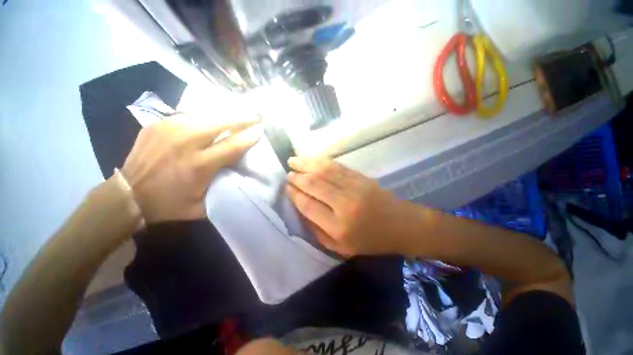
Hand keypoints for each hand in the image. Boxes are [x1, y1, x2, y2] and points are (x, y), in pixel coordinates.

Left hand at [122, 116, 262, 222]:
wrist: (127, 196)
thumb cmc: (170, 205)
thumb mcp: (203, 206)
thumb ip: (223, 188)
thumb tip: (240, 172)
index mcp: (198, 166)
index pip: (232, 145)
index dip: (249, 136)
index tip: (261, 129)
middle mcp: (185, 143)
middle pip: (220, 122)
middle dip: (240, 118)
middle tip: (253, 117)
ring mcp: (169, 129)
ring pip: (206, 115)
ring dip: (225, 116)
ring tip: (237, 116)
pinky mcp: (159, 124)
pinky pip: (190, 116)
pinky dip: (205, 118)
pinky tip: (211, 121)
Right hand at [286, 157, 405, 256]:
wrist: (401, 225)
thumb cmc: (370, 240)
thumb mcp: (340, 247)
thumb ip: (317, 231)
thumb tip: (300, 209)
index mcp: (338, 227)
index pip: (308, 205)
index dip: (295, 195)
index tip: (287, 188)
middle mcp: (344, 204)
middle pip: (314, 185)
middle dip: (297, 178)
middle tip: (288, 174)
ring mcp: (354, 187)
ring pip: (323, 171)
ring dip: (306, 164)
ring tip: (292, 160)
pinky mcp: (360, 177)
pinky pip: (336, 166)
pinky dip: (321, 161)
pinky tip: (312, 159)